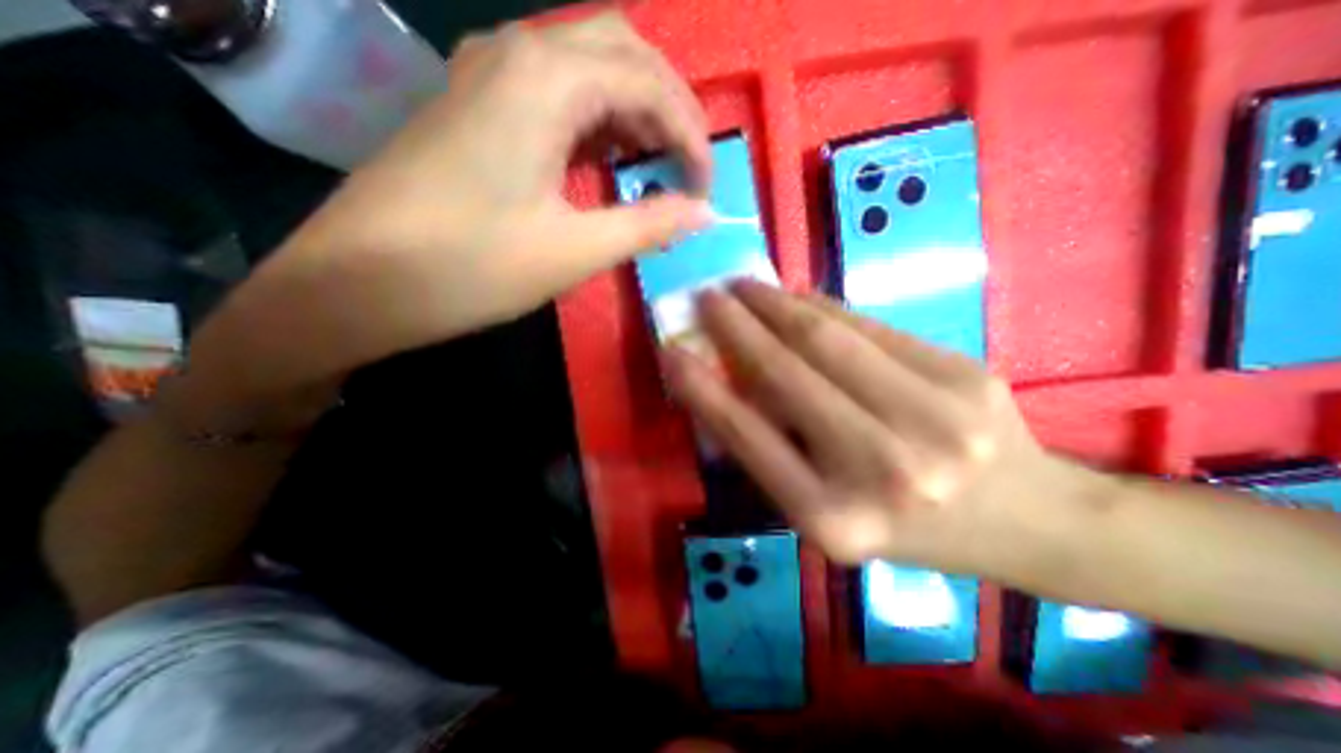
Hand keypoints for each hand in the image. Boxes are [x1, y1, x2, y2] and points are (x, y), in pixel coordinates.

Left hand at [194, 12, 711, 399]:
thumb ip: (649, 224)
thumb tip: (704, 213)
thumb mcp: (575, 251)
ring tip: (656, 163)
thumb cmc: (471, 267)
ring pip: (588, 61)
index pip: (649, 83)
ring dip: (634, 107)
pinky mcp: (477, 102)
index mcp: (546, 79)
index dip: (691, 136)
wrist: (359, 282)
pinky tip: (606, 157)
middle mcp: (518, 52)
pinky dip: (597, 116)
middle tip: (687, 164)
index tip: (706, 189)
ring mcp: (489, 72)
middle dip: (669, 104)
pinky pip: (556, 87)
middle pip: (623, 48)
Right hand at [666, 279, 1080, 570]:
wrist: (1028, 521)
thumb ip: (771, 451)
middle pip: (788, 374)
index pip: (747, 435)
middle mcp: (882, 470)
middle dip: (737, 326)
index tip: (672, 350)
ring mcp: (932, 418)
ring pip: (828, 338)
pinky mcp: (964, 374)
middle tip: (707, 295)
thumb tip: (722, 382)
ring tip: (745, 286)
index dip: (703, 387)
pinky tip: (796, 297)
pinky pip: (870, 327)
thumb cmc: (906, 527)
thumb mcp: (825, 510)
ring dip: (774, 303)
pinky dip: (823, 307)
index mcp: (835, 518)